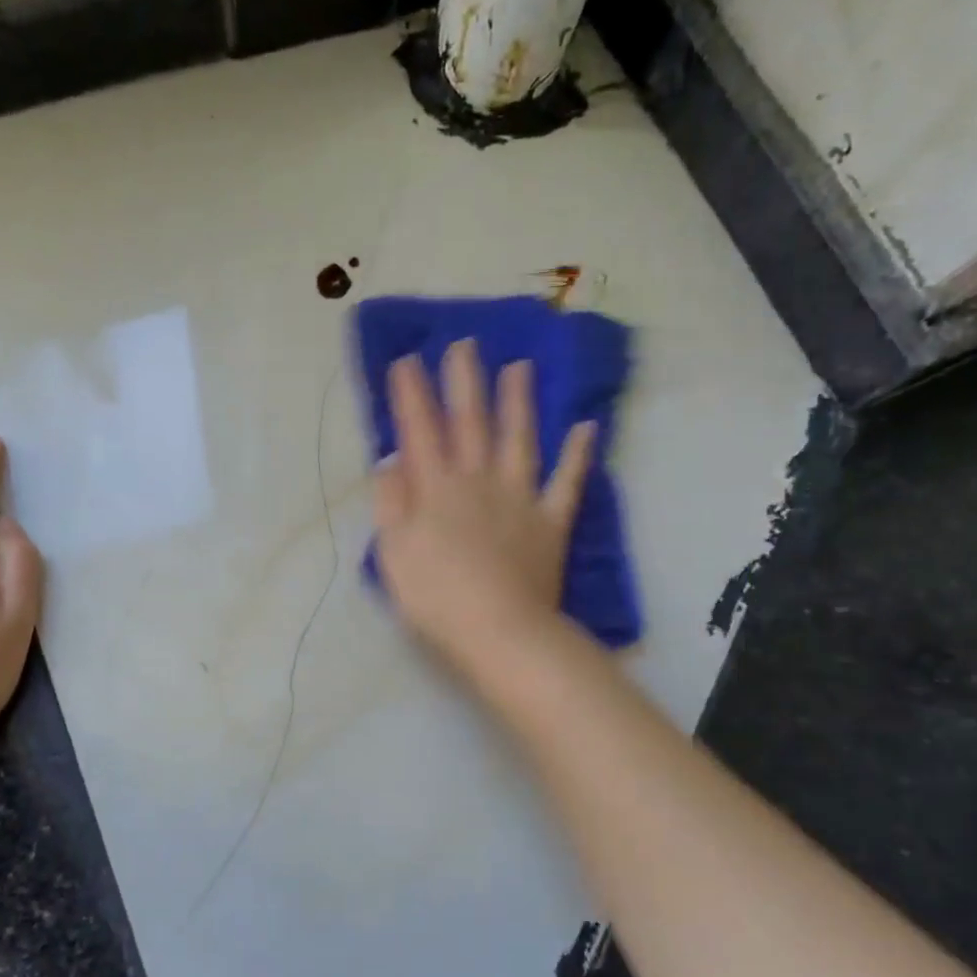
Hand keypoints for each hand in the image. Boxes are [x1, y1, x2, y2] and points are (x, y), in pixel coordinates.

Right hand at [373, 340, 593, 670]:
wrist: (499, 632)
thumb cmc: (435, 598)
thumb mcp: (393, 553)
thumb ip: (391, 503)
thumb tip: (390, 460)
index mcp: (436, 490)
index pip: (420, 432)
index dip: (411, 395)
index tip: (407, 360)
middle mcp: (478, 481)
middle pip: (470, 423)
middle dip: (464, 382)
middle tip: (465, 344)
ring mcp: (519, 498)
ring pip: (518, 439)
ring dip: (517, 401)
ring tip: (519, 367)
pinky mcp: (551, 521)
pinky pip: (567, 481)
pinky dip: (578, 453)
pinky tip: (587, 426)